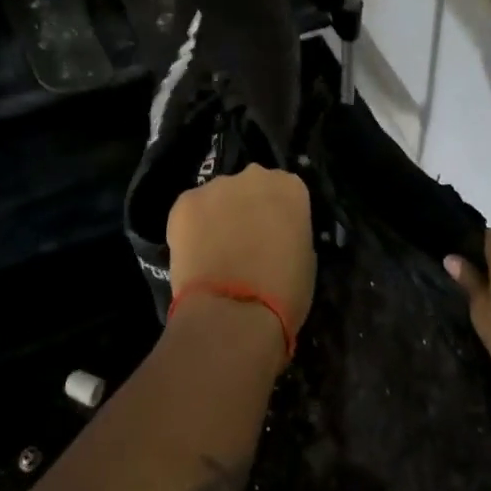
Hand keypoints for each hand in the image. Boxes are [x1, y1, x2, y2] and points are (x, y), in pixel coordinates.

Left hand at [167, 165, 315, 342]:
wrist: (234, 314)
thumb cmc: (284, 293)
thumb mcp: (305, 259)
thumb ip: (290, 233)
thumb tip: (274, 237)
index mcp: (290, 188)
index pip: (285, 191)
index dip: (277, 215)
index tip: (273, 235)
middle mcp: (255, 176)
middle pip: (250, 187)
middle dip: (247, 208)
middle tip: (243, 242)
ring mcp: (217, 186)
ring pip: (218, 198)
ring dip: (218, 217)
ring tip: (214, 253)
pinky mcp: (185, 202)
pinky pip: (190, 211)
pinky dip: (191, 229)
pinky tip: (194, 256)